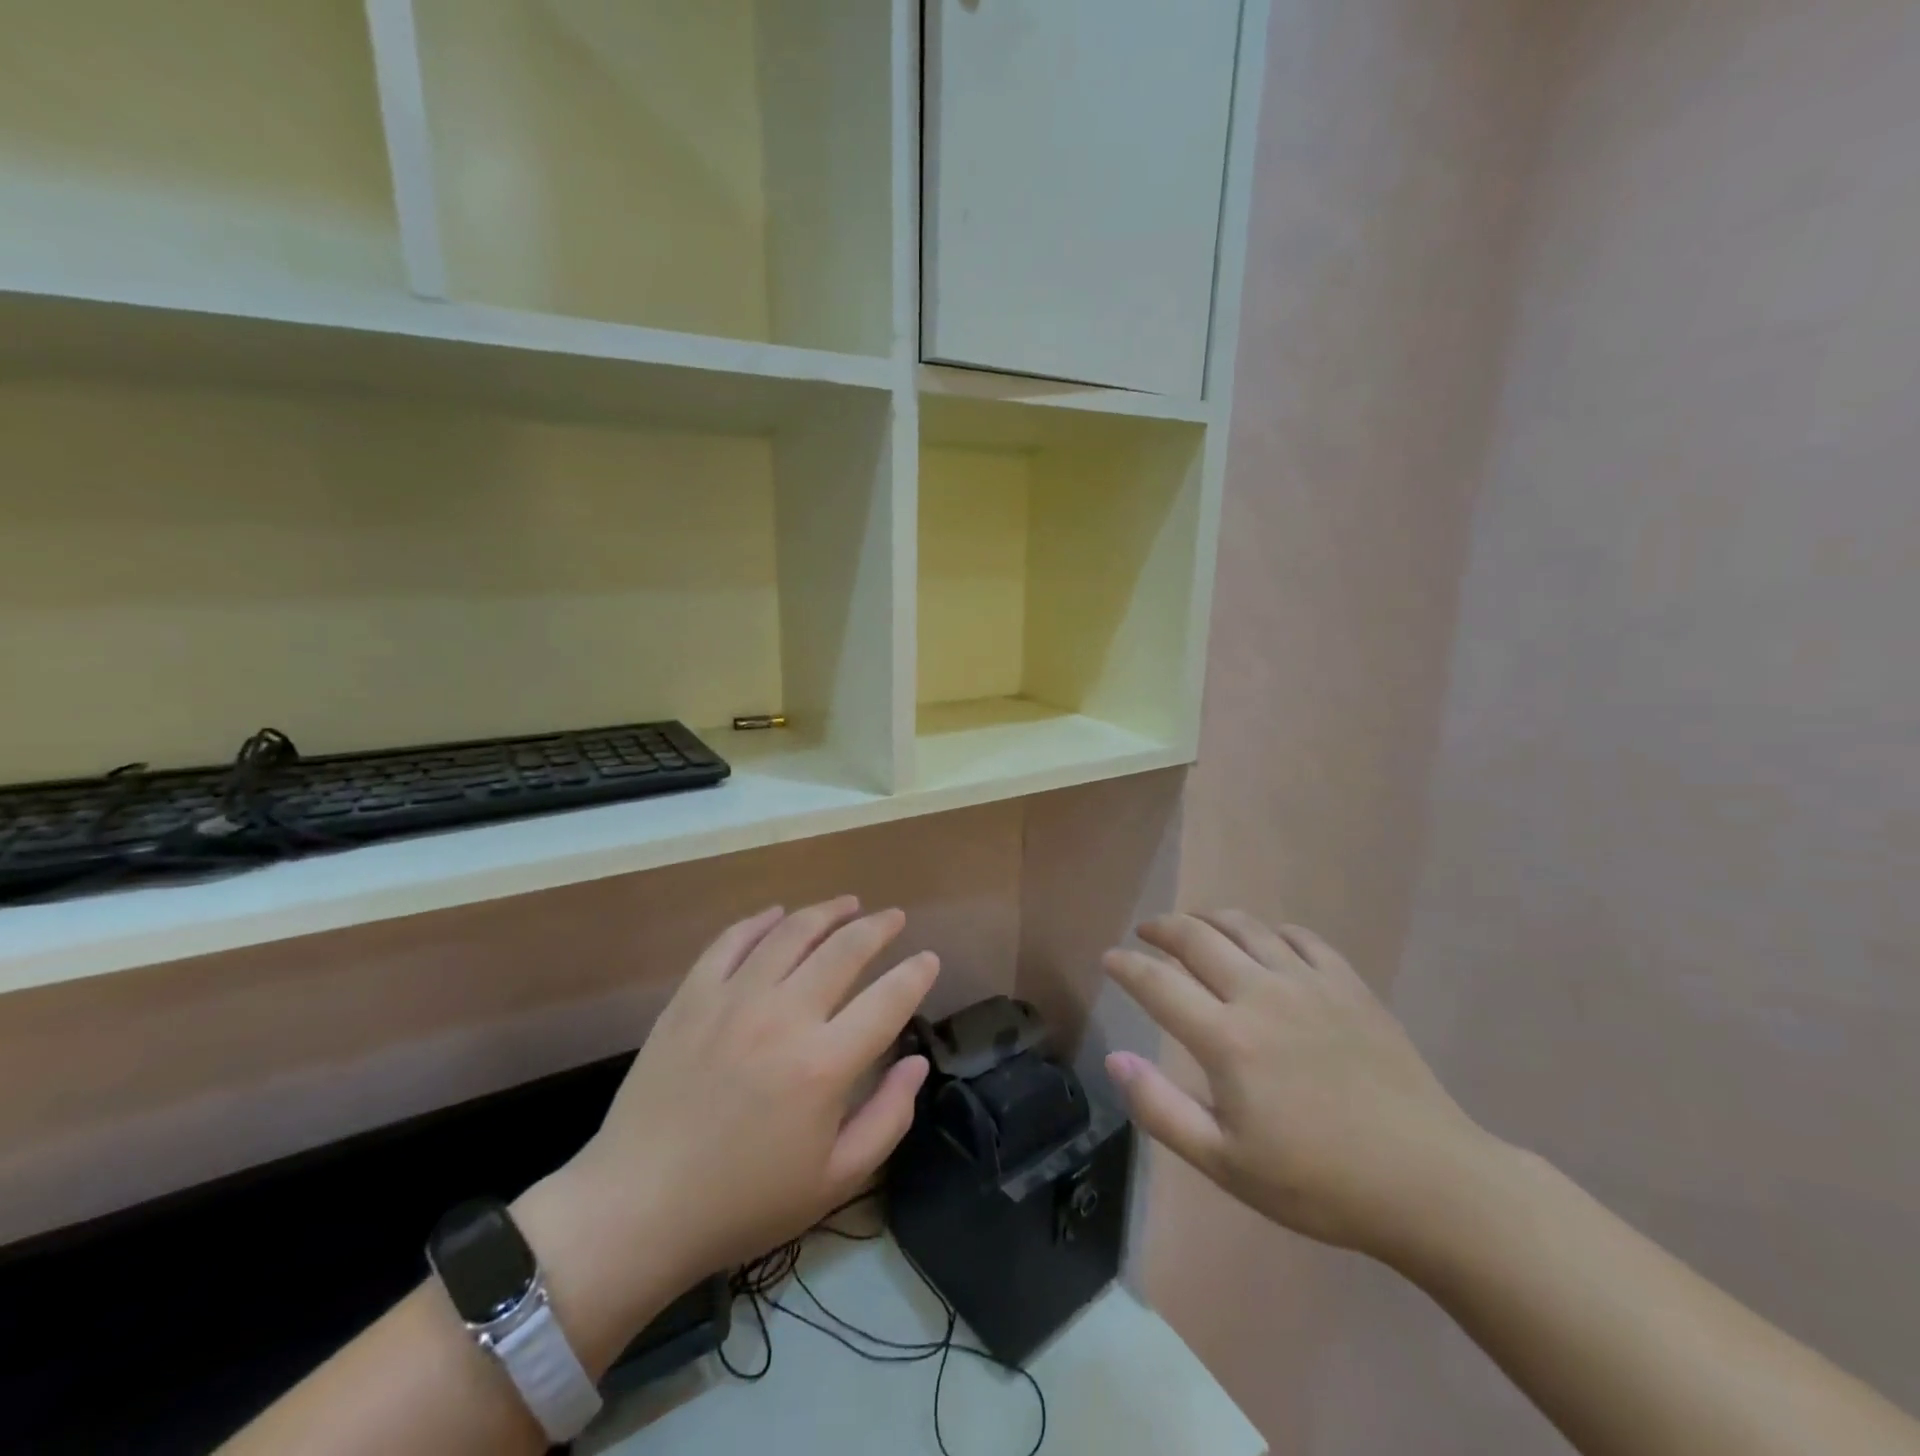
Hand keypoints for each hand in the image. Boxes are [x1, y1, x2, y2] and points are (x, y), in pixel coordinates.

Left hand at [552, 898, 938, 1300]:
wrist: (636, 1208)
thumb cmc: (743, 1202)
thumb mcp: (834, 1181)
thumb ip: (888, 1118)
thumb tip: (916, 1062)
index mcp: (824, 1064)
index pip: (889, 999)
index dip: (916, 974)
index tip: (929, 960)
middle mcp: (784, 1016)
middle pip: (845, 948)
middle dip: (879, 927)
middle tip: (894, 918)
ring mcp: (733, 998)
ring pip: (792, 932)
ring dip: (828, 912)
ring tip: (848, 904)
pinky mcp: (692, 995)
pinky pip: (732, 940)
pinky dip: (761, 921)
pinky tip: (779, 915)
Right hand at [1102, 911, 1491, 1260]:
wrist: (1430, 1183)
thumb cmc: (1319, 1183)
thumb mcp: (1226, 1164)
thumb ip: (1161, 1109)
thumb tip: (1114, 1059)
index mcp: (1226, 1039)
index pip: (1157, 983)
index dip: (1126, 966)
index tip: (1109, 958)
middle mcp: (1261, 994)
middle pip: (1197, 938)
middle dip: (1162, 928)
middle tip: (1145, 933)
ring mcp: (1309, 983)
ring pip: (1245, 926)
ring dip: (1209, 919)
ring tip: (1193, 925)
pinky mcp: (1349, 984)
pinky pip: (1300, 936)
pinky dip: (1270, 930)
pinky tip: (1266, 942)